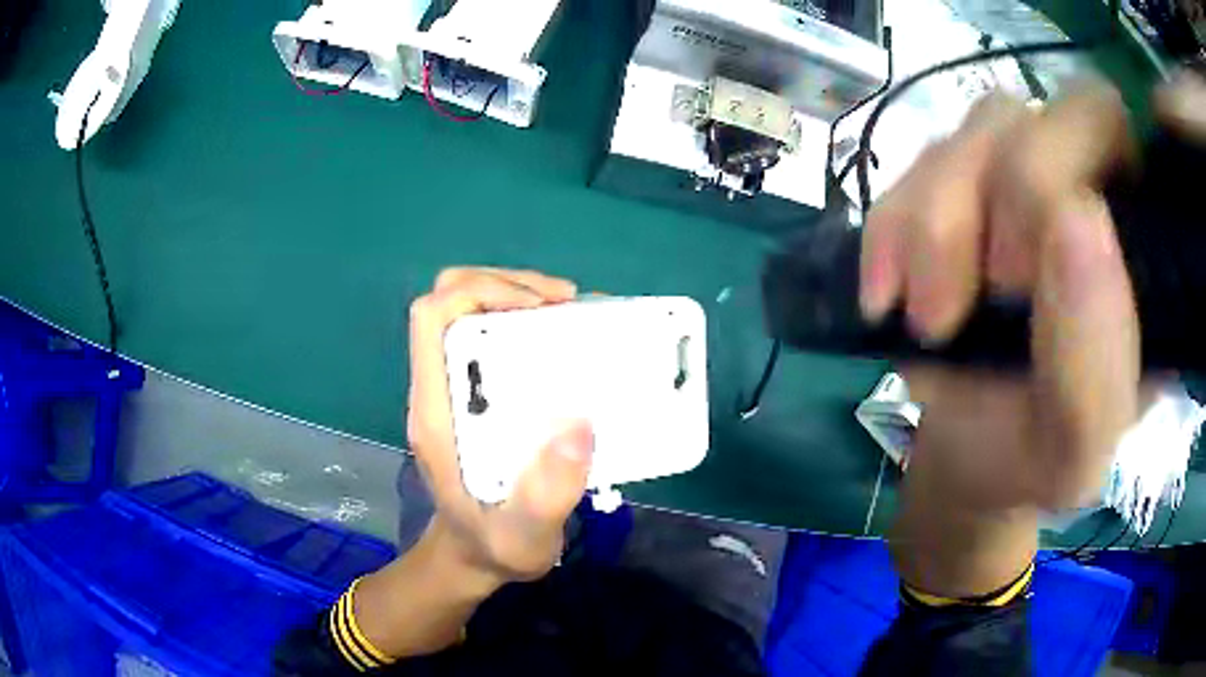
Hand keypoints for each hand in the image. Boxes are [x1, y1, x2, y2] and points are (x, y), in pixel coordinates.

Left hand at [407, 267, 591, 583]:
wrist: (475, 556)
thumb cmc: (494, 545)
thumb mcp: (524, 537)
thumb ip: (546, 495)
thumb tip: (579, 425)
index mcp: (436, 410)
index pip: (431, 318)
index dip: (479, 291)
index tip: (539, 307)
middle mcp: (439, 388)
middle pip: (451, 299)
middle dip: (506, 284)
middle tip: (565, 305)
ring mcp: (454, 388)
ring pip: (470, 310)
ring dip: (519, 297)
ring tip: (572, 315)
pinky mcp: (474, 393)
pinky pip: (491, 334)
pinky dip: (526, 321)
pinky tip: (564, 339)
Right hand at [860, 83, 1142, 512]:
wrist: (969, 459)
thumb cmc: (1033, 461)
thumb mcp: (1072, 453)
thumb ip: (1094, 367)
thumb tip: (1077, 217)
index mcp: (1135, 244)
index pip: (1105, 122)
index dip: (1064, 165)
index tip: (1028, 275)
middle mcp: (1080, 185)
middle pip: (1029, 112)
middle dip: (989, 197)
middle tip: (977, 300)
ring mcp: (1014, 178)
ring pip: (969, 132)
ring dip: (934, 225)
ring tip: (929, 323)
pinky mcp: (955, 189)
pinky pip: (911, 167)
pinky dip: (891, 231)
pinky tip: (887, 297)